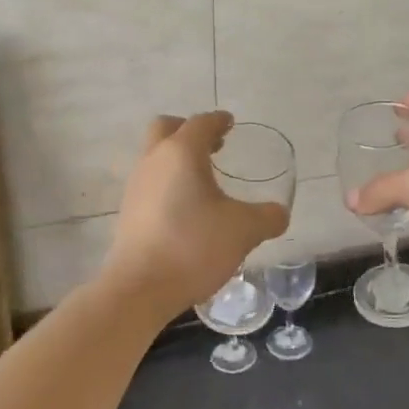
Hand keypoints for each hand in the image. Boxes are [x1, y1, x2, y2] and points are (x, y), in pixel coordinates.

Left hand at [101, 111, 289, 315]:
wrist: (140, 288)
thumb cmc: (193, 246)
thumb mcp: (244, 230)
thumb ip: (267, 217)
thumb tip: (280, 213)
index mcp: (182, 153)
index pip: (201, 123)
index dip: (218, 120)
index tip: (230, 123)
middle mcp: (154, 160)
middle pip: (166, 128)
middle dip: (188, 131)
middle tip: (213, 146)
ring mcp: (136, 186)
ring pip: (156, 156)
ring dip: (178, 159)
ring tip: (204, 180)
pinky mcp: (128, 212)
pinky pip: (151, 182)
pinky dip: (169, 182)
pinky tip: (187, 208)